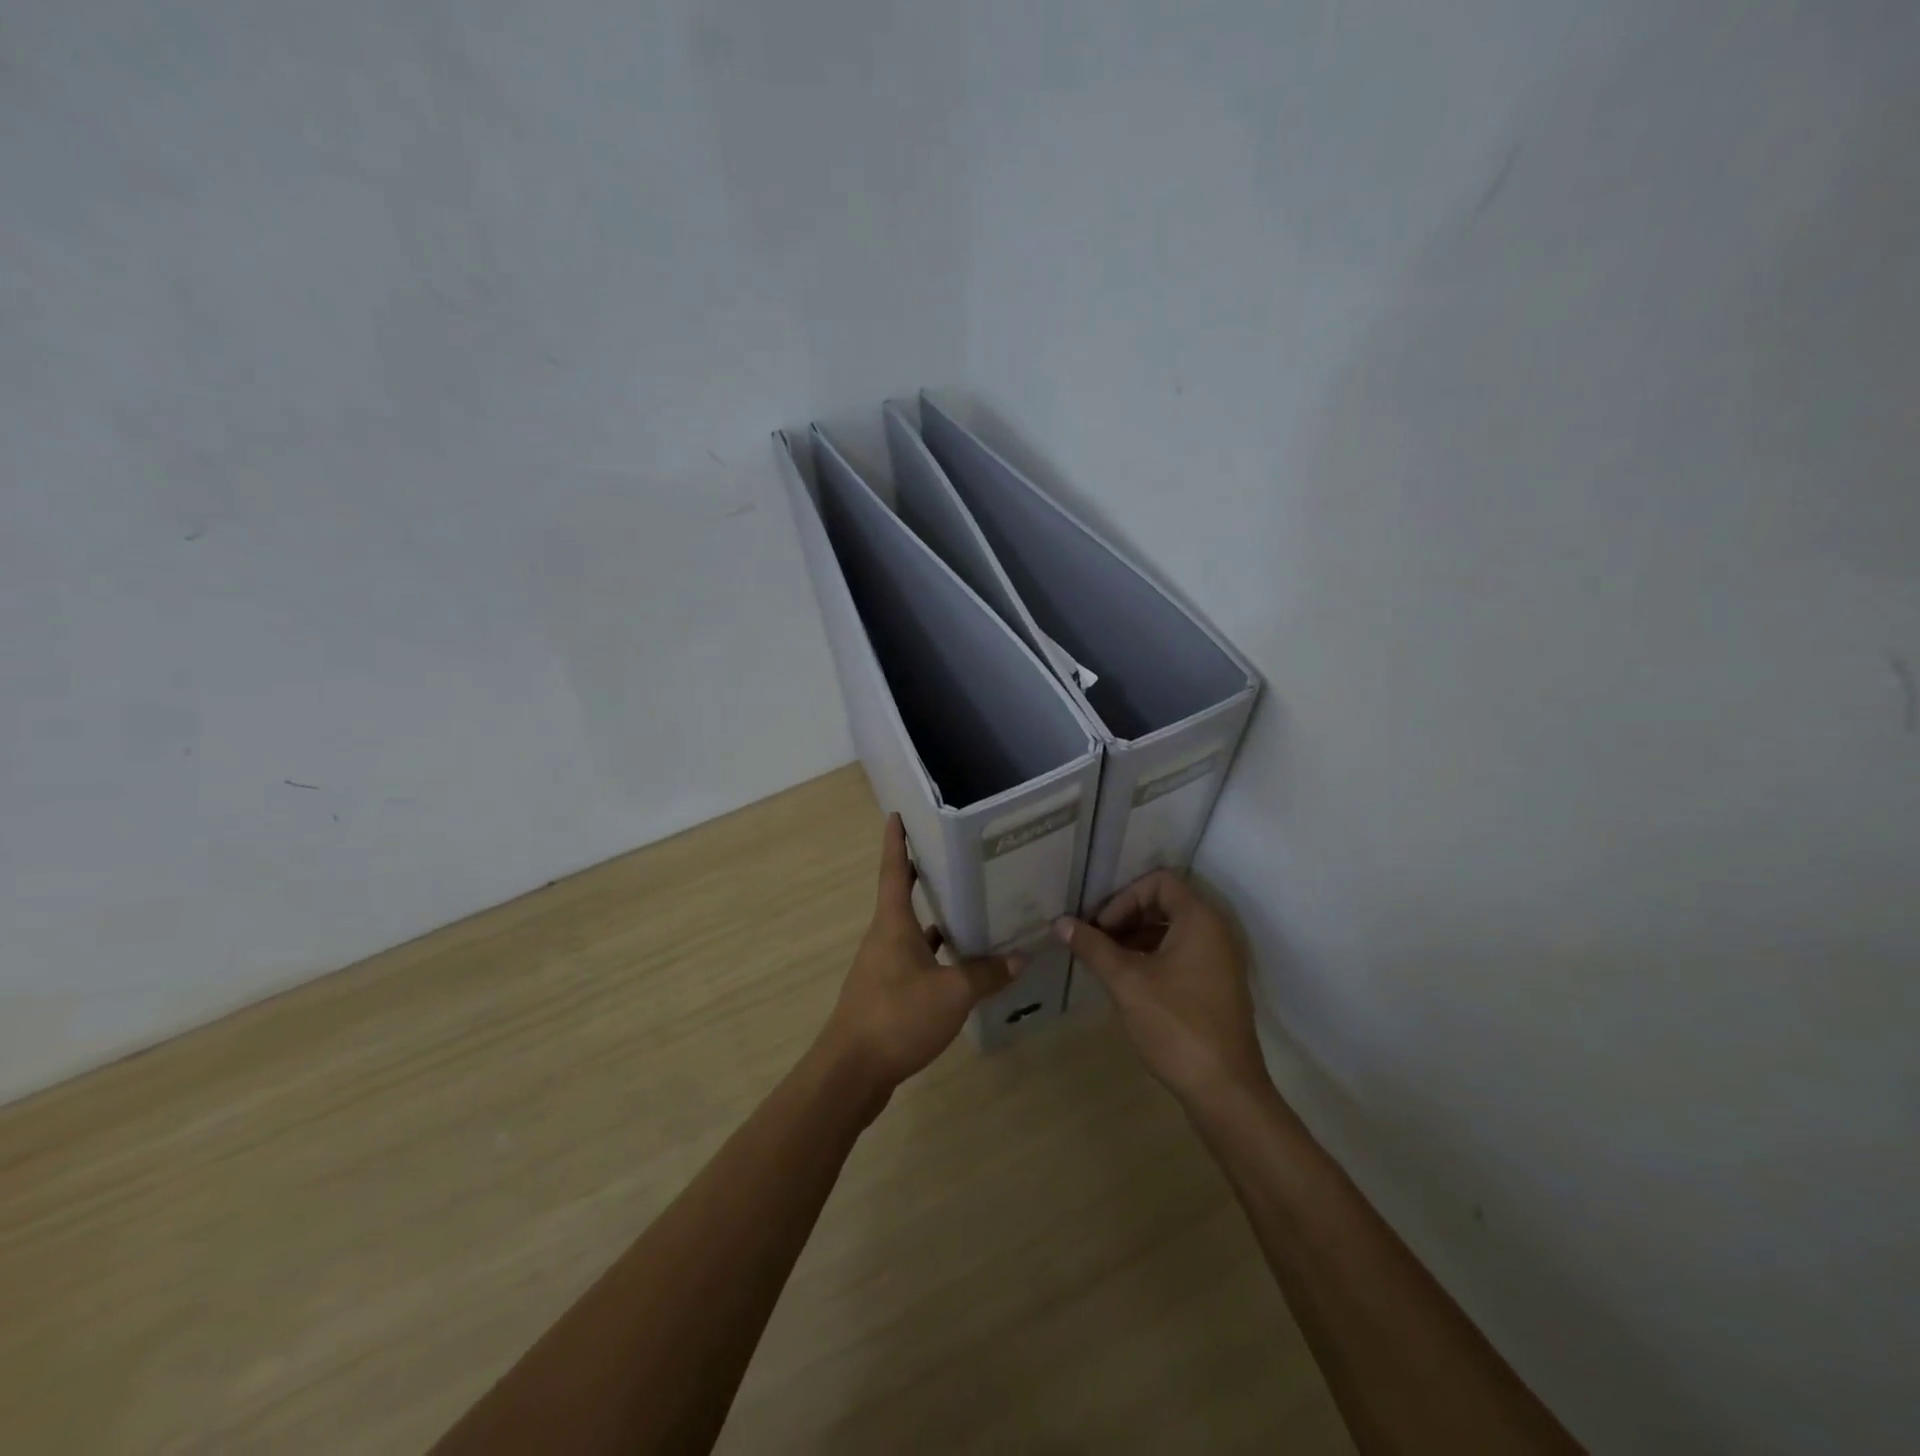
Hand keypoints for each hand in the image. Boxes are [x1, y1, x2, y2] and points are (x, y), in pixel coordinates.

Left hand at [817, 814, 1020, 1096]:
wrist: (851, 1072)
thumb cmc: (897, 1017)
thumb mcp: (951, 993)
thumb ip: (985, 974)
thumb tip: (1019, 956)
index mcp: (892, 924)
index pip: (894, 871)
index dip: (896, 841)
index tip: (897, 814)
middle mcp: (883, 938)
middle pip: (902, 898)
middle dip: (923, 877)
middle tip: (952, 858)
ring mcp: (881, 967)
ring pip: (911, 933)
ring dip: (934, 921)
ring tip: (969, 910)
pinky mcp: (885, 995)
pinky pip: (914, 962)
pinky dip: (935, 958)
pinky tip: (960, 967)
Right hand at [1053, 871, 1267, 1111]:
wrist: (1225, 1090)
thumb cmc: (1176, 1025)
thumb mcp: (1126, 982)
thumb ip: (1093, 947)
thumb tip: (1060, 923)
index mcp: (1200, 920)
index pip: (1159, 881)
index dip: (1124, 897)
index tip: (1100, 927)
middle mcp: (1216, 932)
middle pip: (1165, 903)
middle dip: (1126, 916)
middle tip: (1096, 941)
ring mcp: (1220, 961)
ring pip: (1172, 930)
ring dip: (1137, 938)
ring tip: (1106, 962)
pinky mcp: (1218, 986)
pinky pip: (1182, 954)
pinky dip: (1153, 957)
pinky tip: (1128, 982)